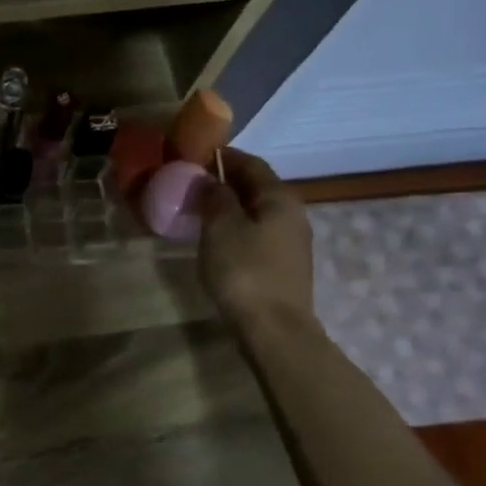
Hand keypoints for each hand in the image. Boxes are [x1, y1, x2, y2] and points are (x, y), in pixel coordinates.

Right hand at [197, 149, 315, 328]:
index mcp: (280, 198)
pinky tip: (217, 239)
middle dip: (226, 182)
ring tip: (199, 211)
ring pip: (258, 212)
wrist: (274, 329)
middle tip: (192, 184)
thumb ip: (215, 197)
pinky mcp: (284, 266)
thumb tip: (209, 179)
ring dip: (231, 207)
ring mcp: (292, 242)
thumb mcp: (221, 228)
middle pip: (257, 187)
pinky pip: (258, 234)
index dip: (224, 157)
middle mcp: (293, 214)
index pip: (252, 164)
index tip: (195, 156)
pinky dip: (237, 227)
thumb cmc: (244, 271)